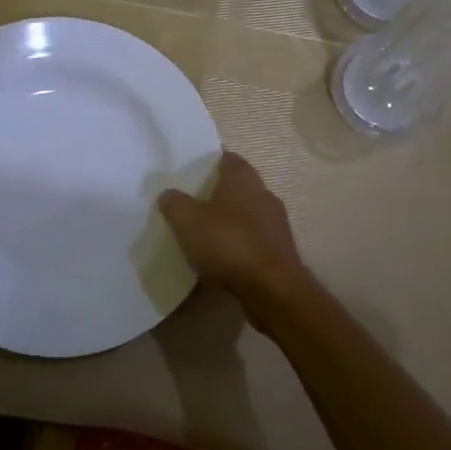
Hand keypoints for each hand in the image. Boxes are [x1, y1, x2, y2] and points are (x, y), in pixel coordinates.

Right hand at [158, 152, 308, 323]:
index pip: (228, 158)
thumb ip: (175, 203)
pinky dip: (241, 246)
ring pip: (249, 214)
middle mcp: (264, 194)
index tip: (193, 173)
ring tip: (207, 235)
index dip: (211, 163)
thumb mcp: (187, 221)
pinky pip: (256, 241)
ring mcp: (277, 225)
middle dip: (220, 194)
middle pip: (240, 186)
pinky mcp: (282, 252)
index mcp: (243, 179)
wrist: (272, 291)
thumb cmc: (228, 244)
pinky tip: (225, 260)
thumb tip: (169, 194)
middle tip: (194, 204)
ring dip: (232, 222)